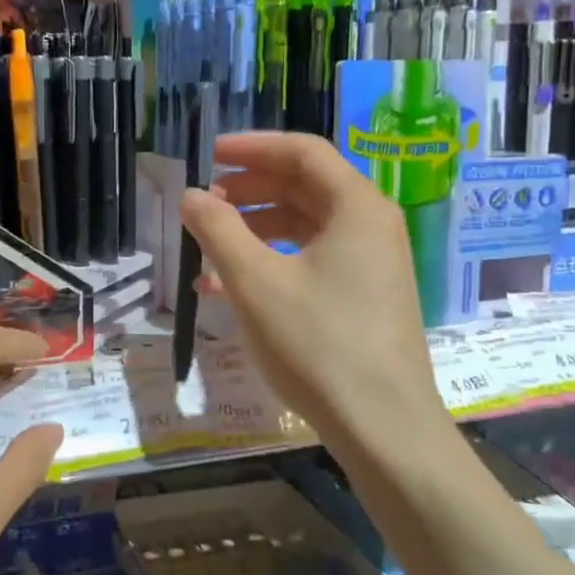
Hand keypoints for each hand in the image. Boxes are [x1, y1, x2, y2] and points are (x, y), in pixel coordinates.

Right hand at [180, 132, 452, 468]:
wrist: (382, 427)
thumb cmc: (318, 343)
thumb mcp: (255, 282)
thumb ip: (218, 230)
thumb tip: (191, 196)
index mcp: (356, 207)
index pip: (302, 152)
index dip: (252, 147)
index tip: (209, 155)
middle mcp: (370, 225)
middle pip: (304, 186)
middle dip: (249, 190)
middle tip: (205, 202)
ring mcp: (371, 264)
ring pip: (304, 226)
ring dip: (253, 229)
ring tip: (207, 246)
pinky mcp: (363, 297)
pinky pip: (311, 260)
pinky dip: (270, 262)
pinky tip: (227, 287)